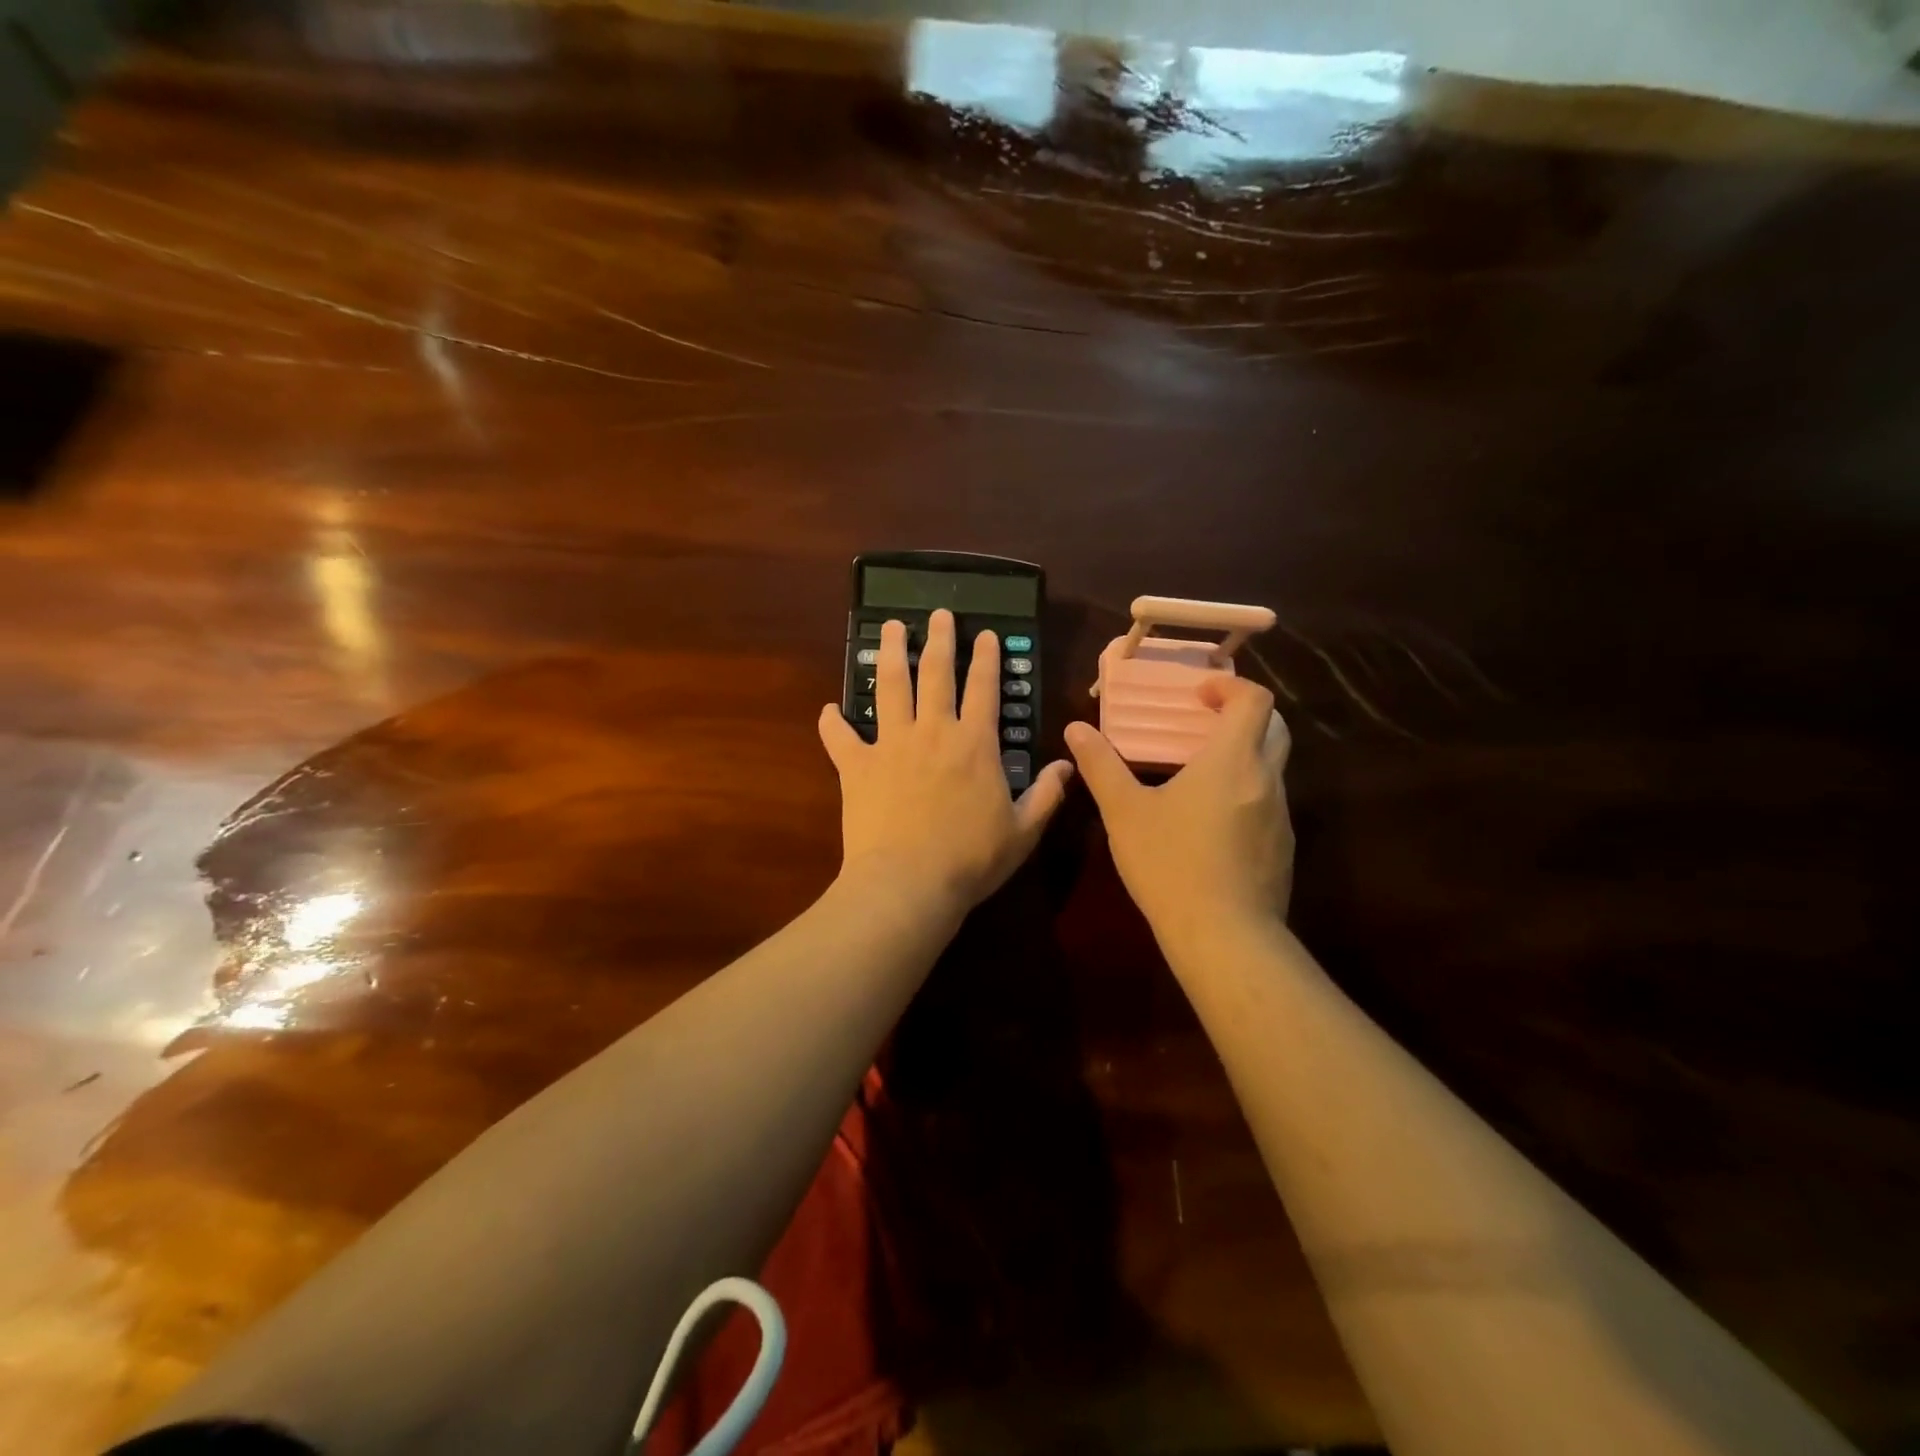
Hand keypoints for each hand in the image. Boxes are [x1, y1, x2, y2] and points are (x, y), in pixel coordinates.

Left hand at [819, 609, 1073, 919]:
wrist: (908, 883)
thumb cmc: (971, 859)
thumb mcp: (1022, 832)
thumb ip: (1046, 795)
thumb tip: (1067, 765)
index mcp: (974, 744)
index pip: (984, 688)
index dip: (987, 658)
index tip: (985, 633)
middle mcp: (932, 732)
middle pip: (935, 673)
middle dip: (939, 639)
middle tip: (938, 614)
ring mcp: (890, 745)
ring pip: (889, 687)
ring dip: (889, 654)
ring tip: (889, 629)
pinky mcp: (856, 766)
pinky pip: (840, 737)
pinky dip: (833, 723)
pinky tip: (828, 709)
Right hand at [1065, 675, 1292, 947]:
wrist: (1224, 937)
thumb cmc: (1170, 864)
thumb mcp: (1124, 813)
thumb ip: (1101, 766)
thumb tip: (1076, 730)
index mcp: (1232, 760)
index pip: (1255, 700)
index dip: (1230, 686)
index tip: (1199, 694)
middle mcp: (1266, 780)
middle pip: (1274, 728)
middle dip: (1242, 716)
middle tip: (1200, 724)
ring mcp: (1280, 816)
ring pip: (1271, 769)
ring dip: (1242, 758)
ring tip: (1197, 775)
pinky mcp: (1281, 849)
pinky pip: (1267, 805)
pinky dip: (1244, 795)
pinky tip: (1208, 825)